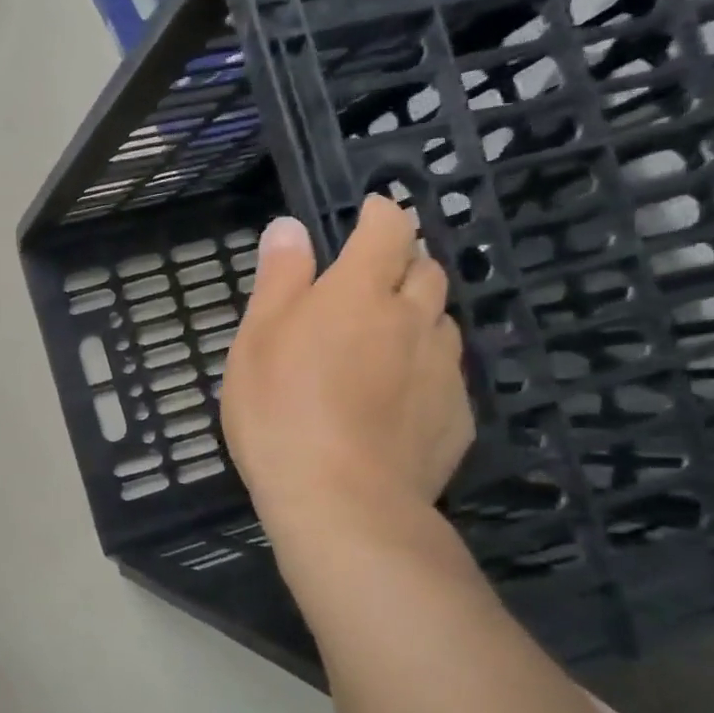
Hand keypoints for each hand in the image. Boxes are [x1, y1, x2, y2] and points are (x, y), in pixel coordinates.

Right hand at [221, 196, 473, 558]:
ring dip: (418, 314)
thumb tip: (290, 227)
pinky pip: (446, 373)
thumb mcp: (257, 340)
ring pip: (441, 322)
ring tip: (384, 339)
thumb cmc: (280, 411)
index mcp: (359, 293)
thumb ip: (278, 279)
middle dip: (404, 262)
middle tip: (370, 281)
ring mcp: (442, 368)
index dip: (380, 213)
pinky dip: (424, 366)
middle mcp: (413, 318)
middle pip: (426, 270)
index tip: (368, 211)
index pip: (387, 229)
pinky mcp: (457, 415)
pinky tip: (397, 397)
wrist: (342, 501)